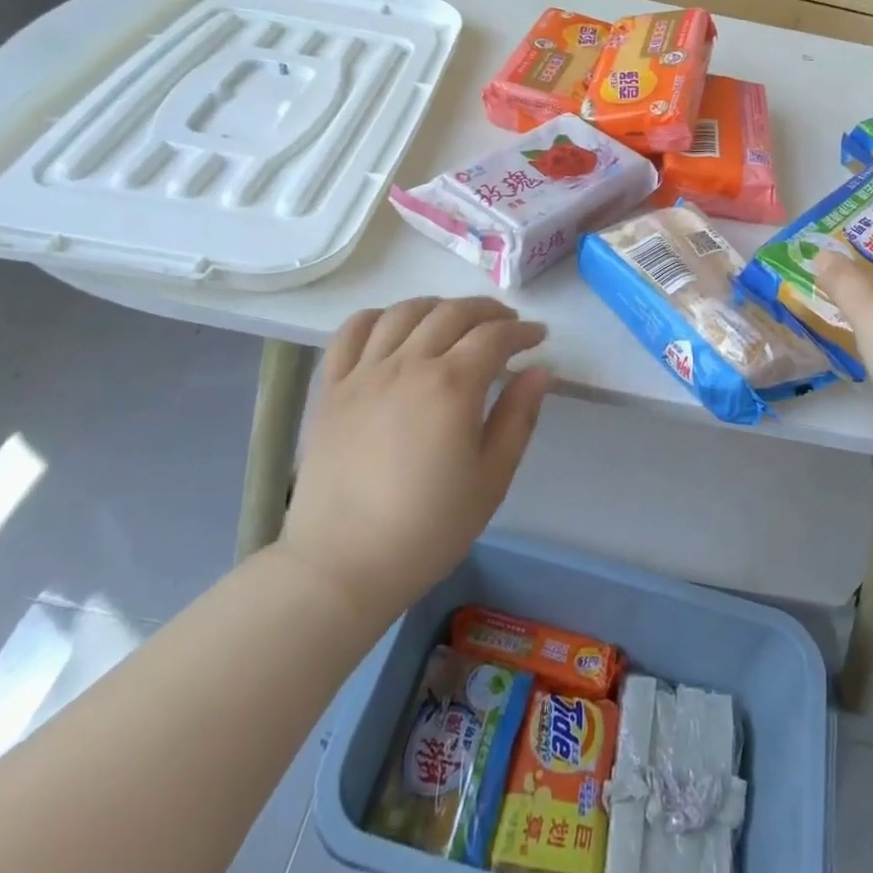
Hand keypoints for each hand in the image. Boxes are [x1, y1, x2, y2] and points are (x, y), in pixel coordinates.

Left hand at [278, 297, 550, 616]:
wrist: (343, 565)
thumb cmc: (429, 527)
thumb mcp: (492, 477)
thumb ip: (518, 416)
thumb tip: (541, 371)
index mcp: (452, 385)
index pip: (495, 336)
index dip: (522, 331)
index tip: (538, 338)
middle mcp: (408, 365)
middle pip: (452, 313)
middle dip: (487, 311)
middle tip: (506, 324)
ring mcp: (364, 373)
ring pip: (404, 312)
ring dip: (438, 306)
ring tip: (454, 320)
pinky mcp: (332, 389)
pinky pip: (351, 333)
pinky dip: (378, 317)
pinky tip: (393, 327)